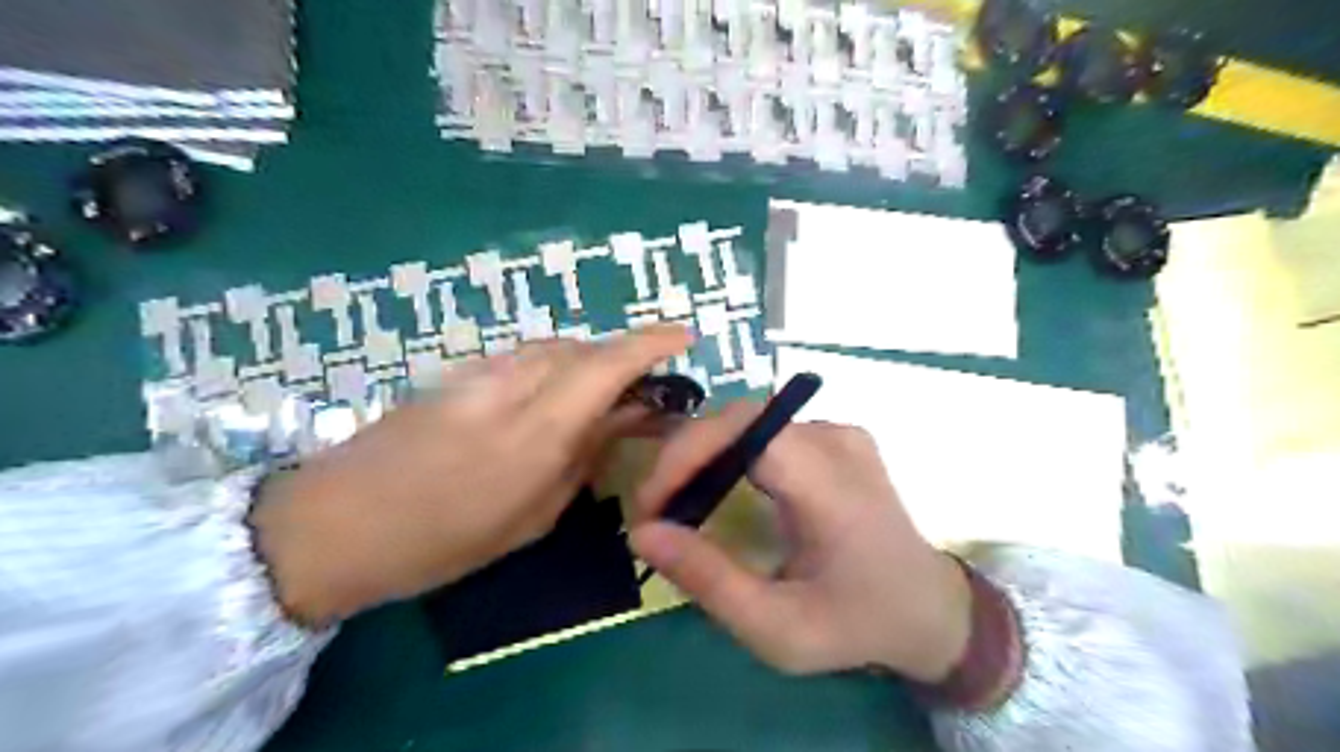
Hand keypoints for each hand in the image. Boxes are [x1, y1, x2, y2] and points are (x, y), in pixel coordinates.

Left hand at [254, 327, 690, 624]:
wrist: (335, 523)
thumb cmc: (442, 541)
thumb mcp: (530, 518)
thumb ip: (581, 459)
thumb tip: (619, 423)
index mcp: (536, 432)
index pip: (606, 366)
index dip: (651, 344)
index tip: (685, 337)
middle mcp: (511, 387)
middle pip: (583, 348)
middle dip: (622, 358)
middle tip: (641, 390)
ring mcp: (478, 373)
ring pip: (553, 347)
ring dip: (587, 361)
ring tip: (599, 395)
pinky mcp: (457, 372)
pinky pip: (523, 357)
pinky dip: (554, 366)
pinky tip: (550, 396)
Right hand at [628, 404, 974, 681]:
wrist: (928, 609)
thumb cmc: (855, 623)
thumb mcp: (778, 628)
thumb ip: (710, 581)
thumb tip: (642, 533)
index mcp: (831, 484)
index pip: (745, 430)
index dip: (687, 453)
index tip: (650, 505)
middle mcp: (836, 441)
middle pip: (741, 420)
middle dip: (685, 457)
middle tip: (655, 510)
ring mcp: (840, 432)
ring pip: (749, 421)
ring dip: (703, 454)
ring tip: (676, 502)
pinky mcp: (836, 437)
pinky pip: (766, 430)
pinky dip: (729, 453)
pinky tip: (715, 488)